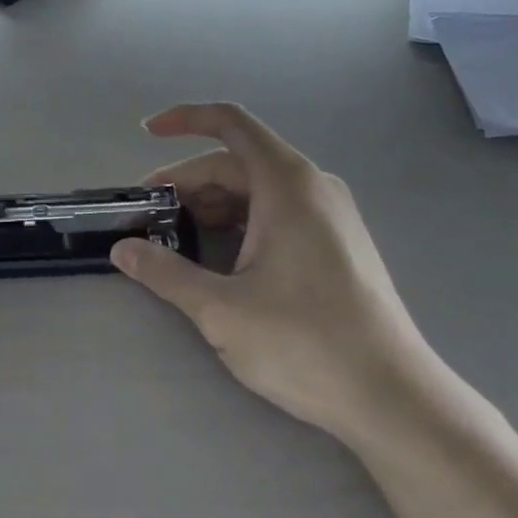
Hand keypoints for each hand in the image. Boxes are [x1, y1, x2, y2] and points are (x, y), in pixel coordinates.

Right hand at [112, 103, 425, 439]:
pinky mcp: (339, 241)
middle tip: (149, 215)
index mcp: (287, 183)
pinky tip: (222, 256)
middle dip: (188, 181)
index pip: (230, 122)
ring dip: (213, 203)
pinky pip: (279, 209)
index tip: (147, 132)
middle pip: (238, 161)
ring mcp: (331, 212)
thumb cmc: (306, 344)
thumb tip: (122, 250)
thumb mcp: (222, 311)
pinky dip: (242, 220)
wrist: (394, 398)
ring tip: (177, 238)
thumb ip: (166, 274)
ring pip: (258, 188)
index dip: (184, 118)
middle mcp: (313, 185)